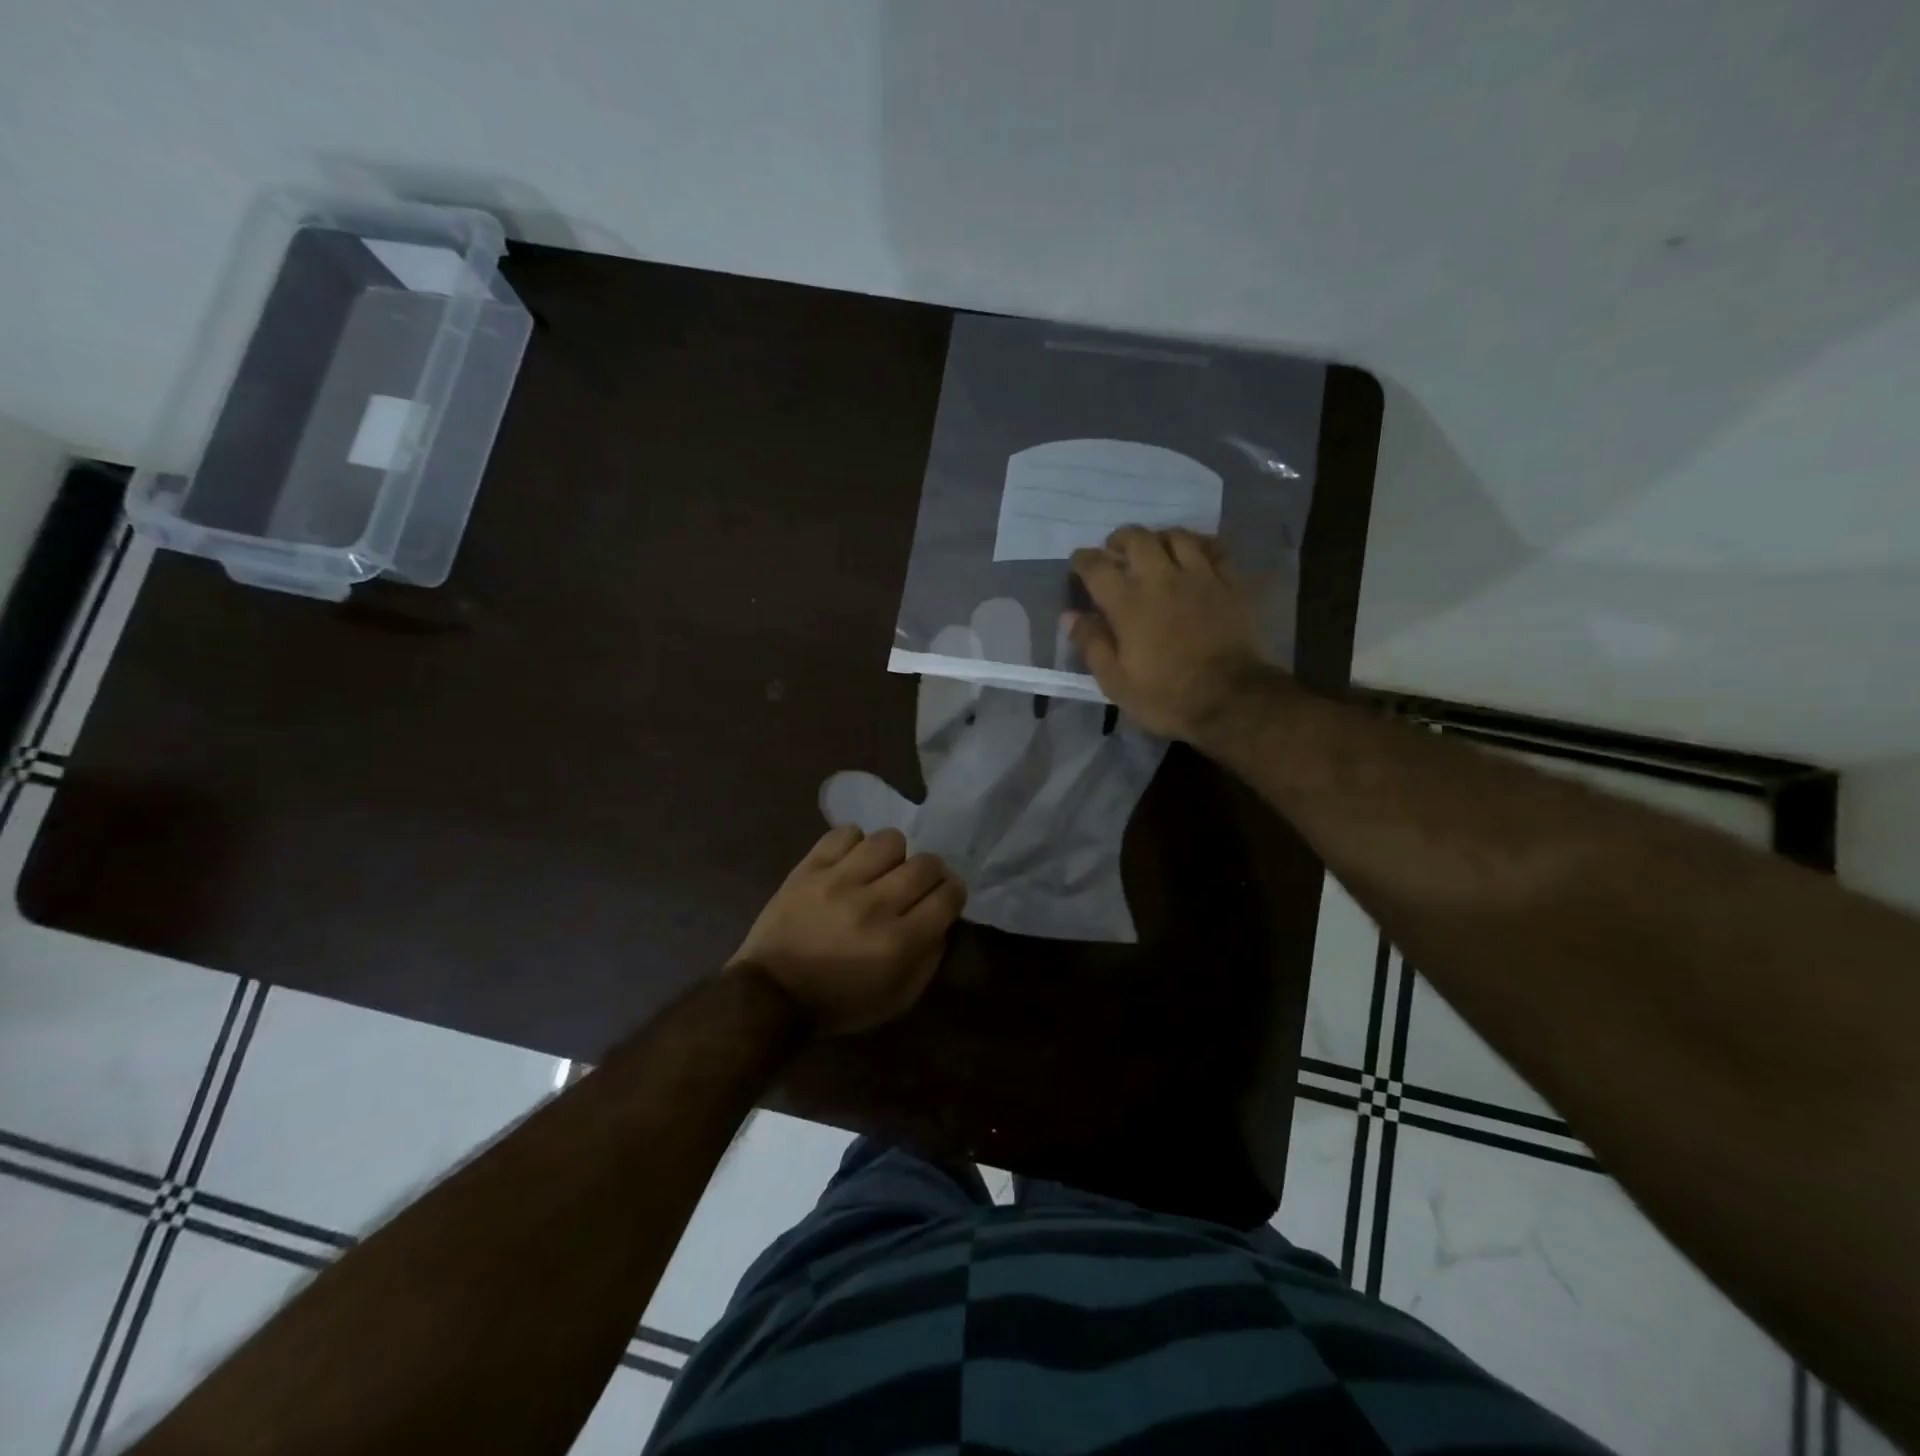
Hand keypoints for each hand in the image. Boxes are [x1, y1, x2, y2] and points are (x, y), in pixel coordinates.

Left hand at [729, 826, 966, 1034]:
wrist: (770, 994)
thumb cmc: (838, 1003)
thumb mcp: (897, 1000)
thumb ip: (929, 959)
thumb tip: (943, 920)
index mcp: (899, 942)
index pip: (948, 896)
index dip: (954, 894)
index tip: (945, 898)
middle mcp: (874, 905)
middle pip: (926, 864)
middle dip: (931, 873)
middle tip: (917, 884)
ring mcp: (839, 881)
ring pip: (889, 840)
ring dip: (894, 855)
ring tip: (882, 870)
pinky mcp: (809, 868)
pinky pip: (845, 834)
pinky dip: (854, 845)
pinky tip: (851, 864)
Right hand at [1068, 526, 1273, 740]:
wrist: (1231, 700)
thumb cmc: (1166, 696)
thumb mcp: (1116, 681)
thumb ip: (1091, 644)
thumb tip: (1069, 616)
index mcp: (1128, 603)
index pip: (1097, 567)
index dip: (1083, 559)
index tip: (1078, 563)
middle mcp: (1161, 579)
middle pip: (1137, 539)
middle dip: (1119, 540)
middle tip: (1114, 551)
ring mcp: (1200, 577)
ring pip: (1176, 536)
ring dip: (1158, 537)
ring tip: (1154, 548)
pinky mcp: (1230, 583)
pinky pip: (1214, 548)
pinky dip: (1199, 544)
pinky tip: (1194, 552)